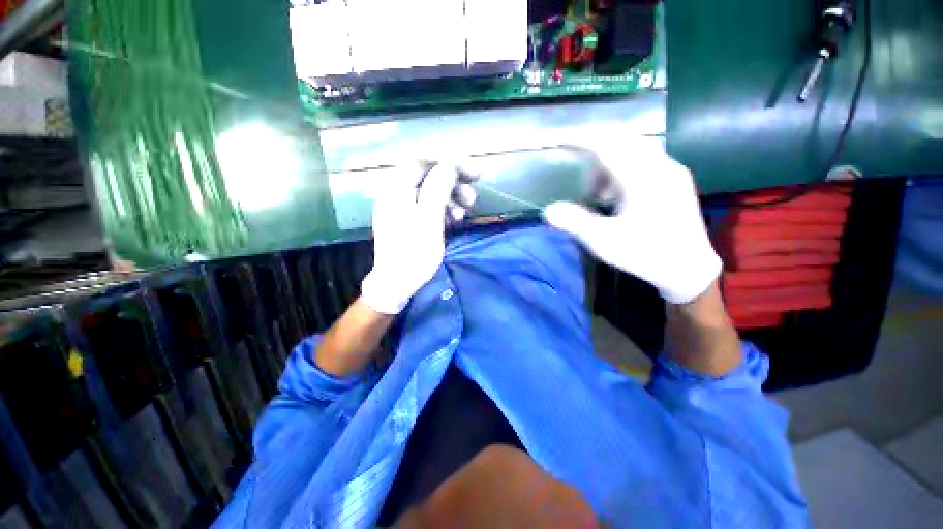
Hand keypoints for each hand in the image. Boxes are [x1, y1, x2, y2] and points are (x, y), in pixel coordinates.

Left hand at [361, 161, 477, 314]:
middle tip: (472, 198)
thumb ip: (438, 189)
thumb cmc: (414, 254)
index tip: (473, 173)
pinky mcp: (409, 219)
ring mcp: (403, 207)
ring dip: (451, 198)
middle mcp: (397, 193)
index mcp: (397, 189)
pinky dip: (444, 209)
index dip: (449, 162)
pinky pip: (429, 205)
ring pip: (431, 192)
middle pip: (429, 176)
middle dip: (453, 183)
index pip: (423, 161)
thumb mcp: (429, 220)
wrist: (397, 284)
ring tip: (465, 212)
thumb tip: (450, 165)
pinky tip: (455, 220)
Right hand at [544, 141, 720, 304]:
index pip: (607, 145)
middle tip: (580, 178)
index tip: (560, 141)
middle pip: (622, 140)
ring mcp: (671, 171)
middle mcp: (660, 166)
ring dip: (609, 164)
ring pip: (633, 150)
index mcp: (643, 177)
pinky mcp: (675, 181)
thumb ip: (574, 222)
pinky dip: (623, 170)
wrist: (689, 269)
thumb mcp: (604, 241)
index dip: (580, 140)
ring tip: (598, 194)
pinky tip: (617, 196)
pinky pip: (644, 161)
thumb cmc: (646, 254)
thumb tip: (549, 210)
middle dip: (595, 152)